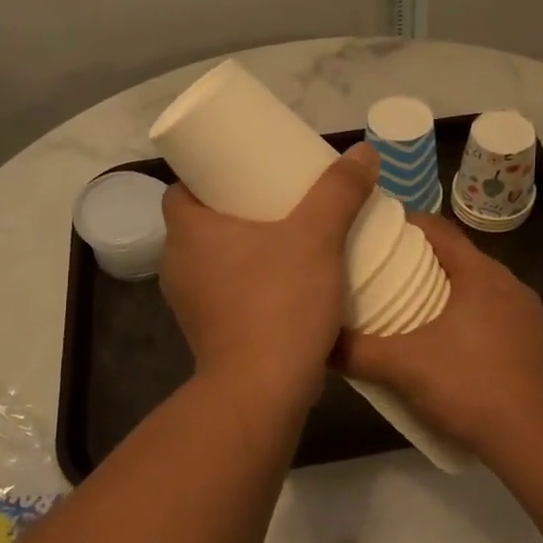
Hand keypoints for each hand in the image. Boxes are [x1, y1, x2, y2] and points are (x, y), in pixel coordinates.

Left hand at [160, 144, 377, 412]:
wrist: (262, 392)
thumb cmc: (279, 303)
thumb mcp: (317, 237)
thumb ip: (339, 192)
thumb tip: (364, 151)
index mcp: (188, 232)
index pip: (182, 189)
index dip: (210, 176)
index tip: (247, 173)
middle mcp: (178, 265)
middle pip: (202, 223)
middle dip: (236, 210)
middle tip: (279, 200)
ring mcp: (190, 304)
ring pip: (214, 260)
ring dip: (244, 249)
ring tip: (288, 239)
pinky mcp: (208, 333)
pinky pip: (226, 292)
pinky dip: (249, 282)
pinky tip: (286, 284)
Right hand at [337, 214, 542, 457]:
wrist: (539, 439)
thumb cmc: (470, 386)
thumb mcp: (404, 368)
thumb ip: (357, 352)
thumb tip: (319, 343)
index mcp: (481, 275)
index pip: (440, 230)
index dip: (408, 225)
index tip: (378, 233)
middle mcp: (511, 286)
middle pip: (461, 260)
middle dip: (424, 264)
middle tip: (387, 277)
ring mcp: (531, 318)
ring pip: (483, 293)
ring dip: (452, 297)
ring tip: (417, 315)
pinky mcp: (541, 348)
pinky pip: (501, 323)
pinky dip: (476, 326)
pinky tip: (457, 353)